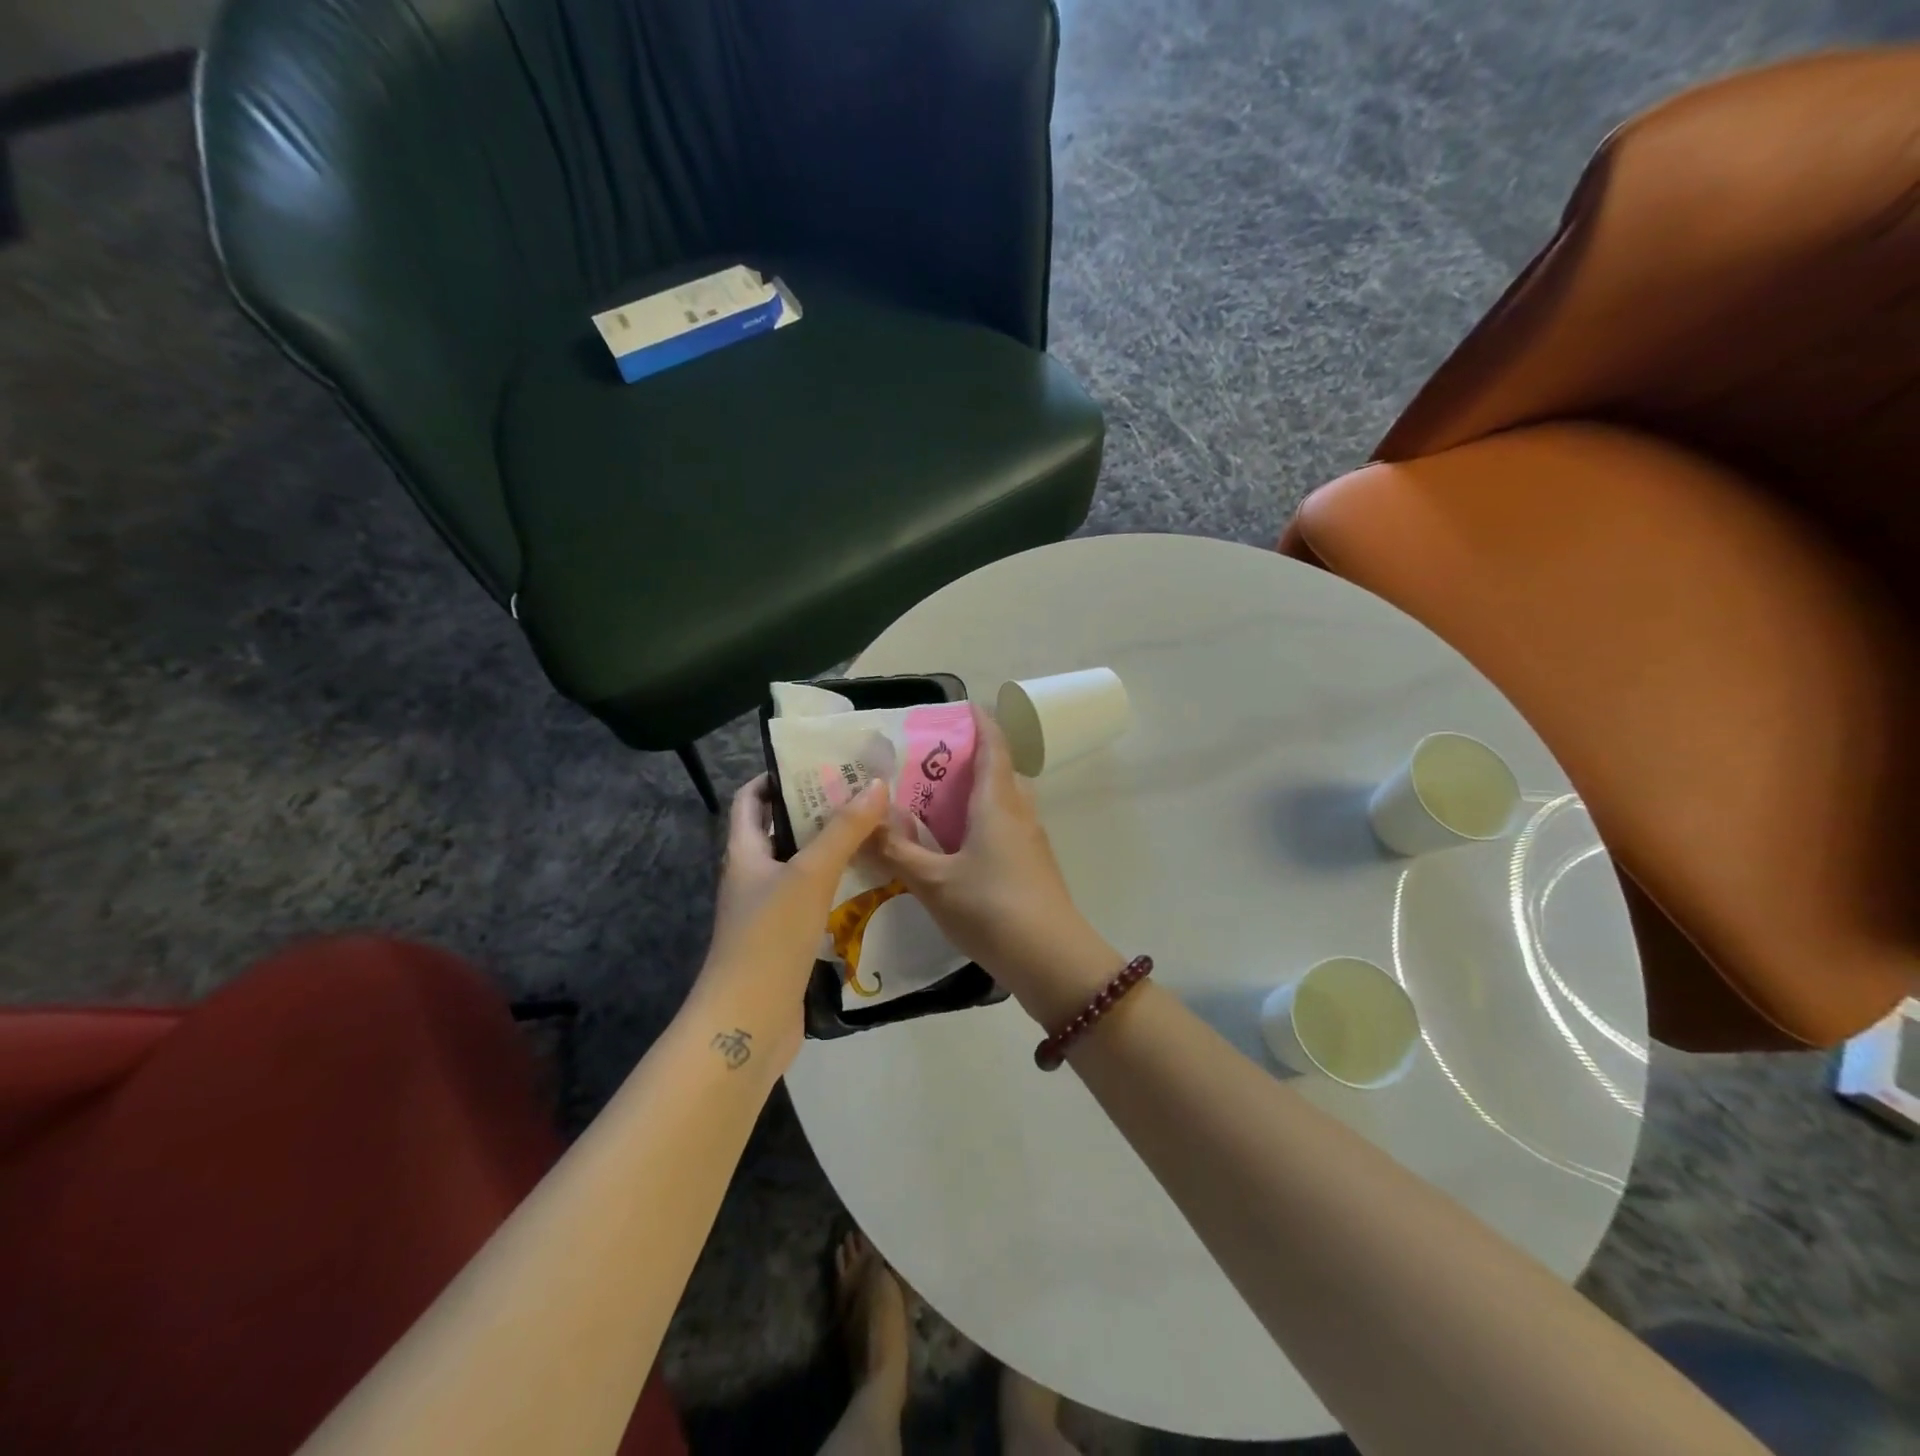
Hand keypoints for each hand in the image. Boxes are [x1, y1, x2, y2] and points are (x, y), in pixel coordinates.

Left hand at [692, 774, 888, 1071]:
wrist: (748, 1022)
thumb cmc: (770, 938)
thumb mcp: (810, 875)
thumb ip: (844, 830)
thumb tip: (877, 783)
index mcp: (745, 852)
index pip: (752, 799)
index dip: (777, 776)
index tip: (820, 762)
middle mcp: (753, 876)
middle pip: (783, 830)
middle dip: (818, 809)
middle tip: (864, 792)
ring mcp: (770, 910)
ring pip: (803, 866)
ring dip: (833, 847)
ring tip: (877, 828)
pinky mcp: (788, 939)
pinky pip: (814, 898)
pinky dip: (838, 884)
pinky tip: (871, 881)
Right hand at [872, 705, 1121, 1026]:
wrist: (1052, 959)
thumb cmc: (991, 908)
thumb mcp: (934, 882)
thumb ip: (898, 851)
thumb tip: (867, 823)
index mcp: (997, 802)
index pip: (994, 745)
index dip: (980, 721)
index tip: (959, 707)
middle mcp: (1019, 811)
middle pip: (998, 771)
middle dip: (967, 760)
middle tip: (927, 764)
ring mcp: (1031, 839)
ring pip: (1001, 802)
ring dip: (973, 795)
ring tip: (934, 804)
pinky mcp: (1033, 865)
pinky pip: (1004, 827)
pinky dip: (979, 823)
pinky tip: (954, 847)